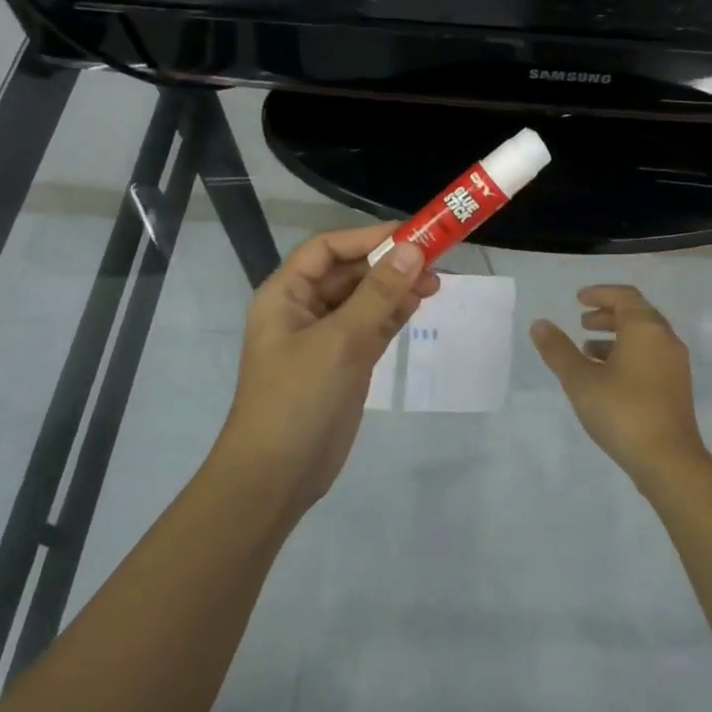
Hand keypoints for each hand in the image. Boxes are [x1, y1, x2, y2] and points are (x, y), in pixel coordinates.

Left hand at [216, 224, 438, 508]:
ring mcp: (324, 338)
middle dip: (388, 264)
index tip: (412, 236)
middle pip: (349, 272)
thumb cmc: (298, 399)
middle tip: (434, 264)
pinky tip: (418, 305)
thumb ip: (378, 294)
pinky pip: (371, 327)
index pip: (327, 249)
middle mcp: (303, 309)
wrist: (277, 476)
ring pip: (364, 299)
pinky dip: (394, 314)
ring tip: (435, 285)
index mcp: (285, 295)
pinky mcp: (344, 363)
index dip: (367, 237)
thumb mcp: (340, 341)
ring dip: (396, 288)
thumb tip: (413, 250)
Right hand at [530, 285, 710, 484]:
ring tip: (588, 349)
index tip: (578, 299)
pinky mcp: (677, 386)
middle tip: (582, 322)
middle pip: (637, 314)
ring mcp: (675, 364)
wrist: (668, 459)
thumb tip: (539, 324)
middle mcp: (666, 339)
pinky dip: (628, 354)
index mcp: (645, 328)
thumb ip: (558, 350)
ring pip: (644, 337)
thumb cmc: (622, 411)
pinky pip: (651, 356)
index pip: (624, 296)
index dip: (600, 293)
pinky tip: (607, 376)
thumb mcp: (580, 380)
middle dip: (608, 314)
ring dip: (617, 337)